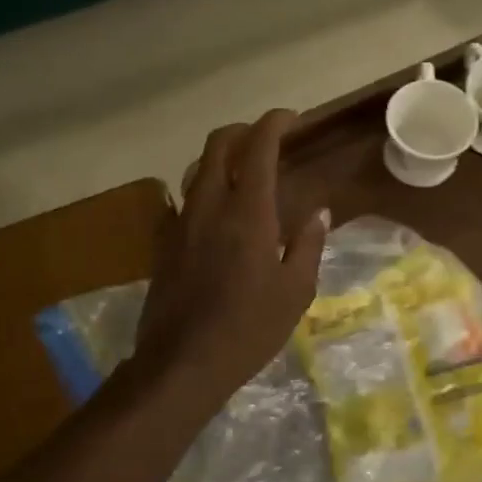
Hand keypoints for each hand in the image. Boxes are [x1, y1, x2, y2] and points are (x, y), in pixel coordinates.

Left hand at [134, 111, 327, 406]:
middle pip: (217, 145)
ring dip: (219, 159)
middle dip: (242, 131)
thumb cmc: (248, 328)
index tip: (291, 118)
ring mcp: (180, 222)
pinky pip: (182, 200)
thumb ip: (307, 244)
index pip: (258, 147)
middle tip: (265, 140)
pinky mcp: (163, 242)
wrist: (182, 363)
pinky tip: (214, 213)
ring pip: (196, 169)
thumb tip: (318, 213)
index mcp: (247, 212)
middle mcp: (208, 205)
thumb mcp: (295, 291)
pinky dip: (201, 190)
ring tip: (242, 173)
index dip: (274, 123)